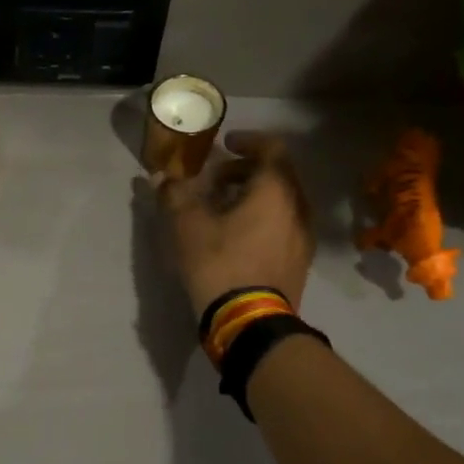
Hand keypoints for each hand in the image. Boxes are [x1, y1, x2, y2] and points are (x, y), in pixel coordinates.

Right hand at [155, 132, 313, 314]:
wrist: (250, 323)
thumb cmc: (220, 264)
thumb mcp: (187, 226)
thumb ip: (174, 194)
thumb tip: (160, 177)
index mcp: (276, 190)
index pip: (271, 148)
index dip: (247, 141)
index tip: (225, 144)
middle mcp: (298, 207)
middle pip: (277, 175)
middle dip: (245, 171)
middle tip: (215, 180)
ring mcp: (303, 236)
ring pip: (281, 201)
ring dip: (253, 196)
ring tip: (222, 208)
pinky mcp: (299, 260)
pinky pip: (283, 224)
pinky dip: (262, 218)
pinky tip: (237, 236)